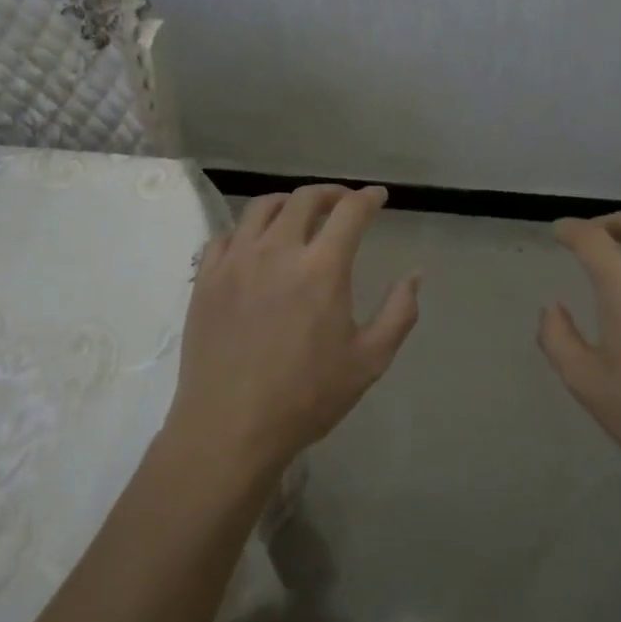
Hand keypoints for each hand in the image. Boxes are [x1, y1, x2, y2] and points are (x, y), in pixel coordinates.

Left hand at [168, 184, 421, 477]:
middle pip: (305, 199)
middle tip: (343, 202)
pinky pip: (226, 235)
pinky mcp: (206, 278)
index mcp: (321, 268)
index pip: (350, 212)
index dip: (369, 198)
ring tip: (299, 213)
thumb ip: (399, 312)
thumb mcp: (369, 361)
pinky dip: (247, 230)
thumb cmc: (306, 397)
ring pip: (262, 207)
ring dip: (288, 202)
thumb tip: (414, 275)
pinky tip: (254, 244)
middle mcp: (277, 251)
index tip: (378, 197)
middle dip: (331, 193)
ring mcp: (236, 261)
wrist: (229, 428)